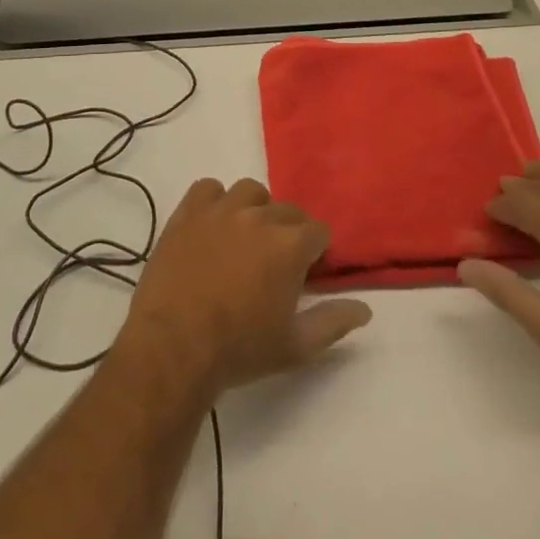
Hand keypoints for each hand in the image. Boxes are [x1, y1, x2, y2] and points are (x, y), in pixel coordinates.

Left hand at [119, 178, 372, 399]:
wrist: (174, 347)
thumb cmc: (240, 349)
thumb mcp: (295, 346)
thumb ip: (334, 322)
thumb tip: (365, 309)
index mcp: (291, 244)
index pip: (319, 231)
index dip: (316, 252)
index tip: (306, 273)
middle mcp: (260, 216)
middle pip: (287, 210)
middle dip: (288, 233)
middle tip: (274, 264)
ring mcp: (221, 209)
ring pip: (250, 192)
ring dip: (255, 210)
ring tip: (245, 239)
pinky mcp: (188, 212)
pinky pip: (208, 189)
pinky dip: (215, 201)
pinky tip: (213, 225)